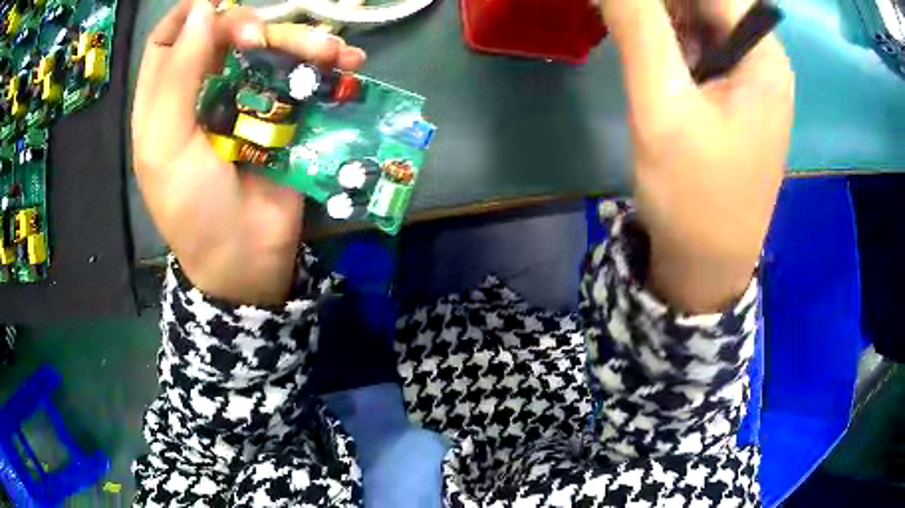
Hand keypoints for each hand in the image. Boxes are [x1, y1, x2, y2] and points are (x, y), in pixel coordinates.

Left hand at [132, 0, 365, 304]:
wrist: (245, 256)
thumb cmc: (192, 209)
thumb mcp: (165, 148)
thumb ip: (176, 78)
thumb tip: (202, 10)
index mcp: (165, 100)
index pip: (169, 38)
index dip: (190, 14)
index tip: (216, 2)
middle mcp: (204, 90)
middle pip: (224, 34)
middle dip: (247, 25)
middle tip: (261, 37)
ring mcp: (246, 99)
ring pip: (270, 48)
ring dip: (300, 40)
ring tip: (329, 51)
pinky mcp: (283, 113)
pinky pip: (303, 75)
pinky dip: (326, 64)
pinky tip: (347, 61)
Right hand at [600, 0, 793, 311]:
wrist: (706, 266)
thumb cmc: (694, 196)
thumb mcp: (662, 107)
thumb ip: (640, 29)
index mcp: (763, 57)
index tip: (628, 7)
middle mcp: (764, 62)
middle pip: (709, 3)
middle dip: (661, 5)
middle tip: (620, 17)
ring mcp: (751, 82)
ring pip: (702, 22)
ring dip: (662, 19)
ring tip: (628, 34)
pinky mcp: (736, 100)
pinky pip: (702, 49)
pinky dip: (670, 42)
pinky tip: (649, 58)